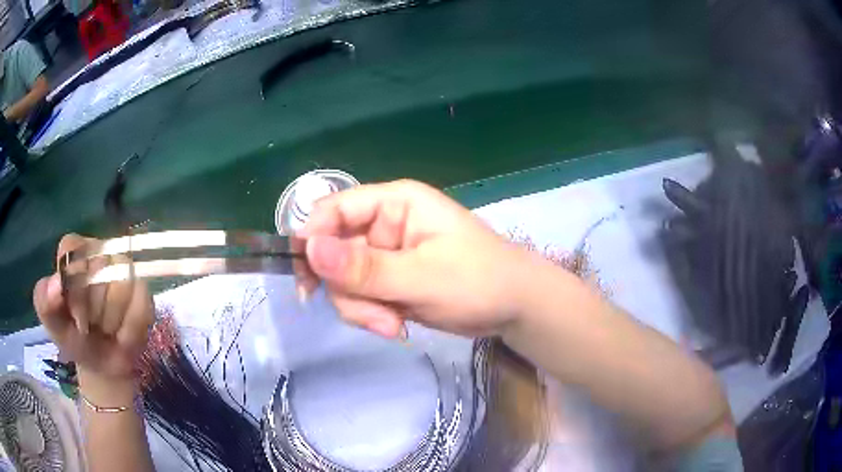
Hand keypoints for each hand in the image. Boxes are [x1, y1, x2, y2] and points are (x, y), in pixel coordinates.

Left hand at [32, 234, 154, 387]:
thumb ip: (44, 301)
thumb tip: (57, 284)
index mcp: (74, 251)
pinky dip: (130, 329)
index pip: (74, 250)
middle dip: (93, 310)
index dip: (74, 286)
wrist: (103, 364)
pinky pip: (139, 307)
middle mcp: (100, 251)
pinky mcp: (144, 290)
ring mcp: (124, 268)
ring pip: (121, 288)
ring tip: (106, 330)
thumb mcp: (52, 324)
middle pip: (98, 270)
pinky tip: (122, 335)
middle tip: (90, 327)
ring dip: (112, 322)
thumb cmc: (73, 337)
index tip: (74, 316)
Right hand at [298, 179, 538, 338]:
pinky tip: (397, 325)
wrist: (513, 309)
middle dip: (349, 291)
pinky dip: (371, 315)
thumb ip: (365, 267)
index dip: (313, 241)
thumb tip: (309, 249)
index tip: (308, 282)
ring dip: (362, 308)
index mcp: (395, 203)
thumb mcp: (422, 277)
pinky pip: (360, 296)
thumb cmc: (479, 281)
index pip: (334, 210)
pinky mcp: (389, 280)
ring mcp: (385, 254)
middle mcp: (384, 224)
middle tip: (378, 318)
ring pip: (344, 280)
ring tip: (393, 325)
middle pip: (333, 252)